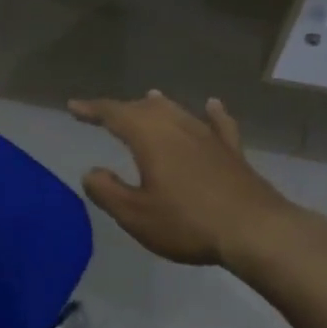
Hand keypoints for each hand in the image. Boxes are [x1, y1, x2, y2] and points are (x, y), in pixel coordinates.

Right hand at [67, 91, 304, 268]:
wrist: (253, 229)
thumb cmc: (187, 222)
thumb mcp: (136, 215)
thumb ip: (107, 192)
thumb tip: (91, 172)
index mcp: (149, 137)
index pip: (114, 113)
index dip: (92, 109)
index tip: (74, 106)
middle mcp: (177, 126)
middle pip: (145, 109)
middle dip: (123, 109)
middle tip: (106, 114)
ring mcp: (208, 136)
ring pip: (178, 111)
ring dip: (159, 106)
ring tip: (148, 98)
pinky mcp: (231, 150)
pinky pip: (218, 123)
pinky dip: (212, 113)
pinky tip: (212, 105)